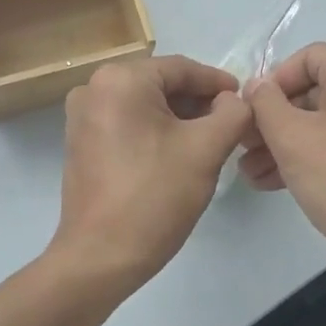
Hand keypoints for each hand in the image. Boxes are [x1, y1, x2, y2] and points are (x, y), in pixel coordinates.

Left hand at [47, 55, 253, 299]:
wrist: (100, 257)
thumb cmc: (155, 196)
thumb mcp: (206, 150)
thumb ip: (231, 113)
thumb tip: (233, 100)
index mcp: (120, 79)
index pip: (181, 69)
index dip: (218, 83)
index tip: (245, 100)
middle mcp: (94, 87)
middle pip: (161, 84)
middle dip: (198, 102)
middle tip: (231, 124)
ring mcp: (82, 115)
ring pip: (144, 104)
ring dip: (178, 118)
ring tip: (211, 140)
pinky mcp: (80, 141)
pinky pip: (126, 122)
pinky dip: (154, 130)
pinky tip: (178, 152)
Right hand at [240, 43, 325, 287]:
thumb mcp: (291, 138)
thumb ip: (265, 103)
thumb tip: (257, 86)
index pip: (307, 57)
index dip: (273, 80)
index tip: (251, 112)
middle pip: (313, 91)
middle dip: (273, 119)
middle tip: (243, 145)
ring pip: (323, 122)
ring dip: (284, 142)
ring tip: (250, 171)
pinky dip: (309, 155)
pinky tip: (276, 182)